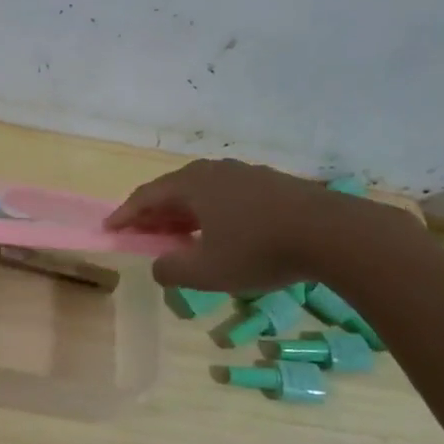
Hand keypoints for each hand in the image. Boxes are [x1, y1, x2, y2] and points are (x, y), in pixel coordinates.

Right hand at [106, 158, 382, 294]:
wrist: (333, 234)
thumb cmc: (259, 250)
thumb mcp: (207, 271)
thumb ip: (173, 270)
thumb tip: (158, 266)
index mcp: (192, 185)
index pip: (146, 196)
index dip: (125, 215)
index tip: (109, 229)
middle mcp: (214, 171)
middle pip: (173, 190)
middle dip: (154, 213)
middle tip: (142, 233)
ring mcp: (245, 174)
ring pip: (202, 192)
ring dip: (184, 213)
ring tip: (179, 234)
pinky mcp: (272, 184)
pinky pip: (227, 196)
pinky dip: (212, 213)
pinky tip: (221, 232)